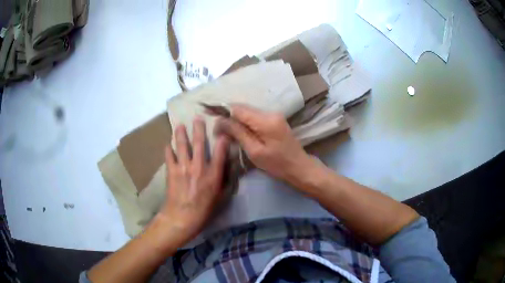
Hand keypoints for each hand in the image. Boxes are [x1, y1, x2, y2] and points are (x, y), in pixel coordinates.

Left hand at [158, 117, 228, 245]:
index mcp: (213, 175)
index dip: (222, 140)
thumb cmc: (203, 211)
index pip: (220, 153)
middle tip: (197, 118)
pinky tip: (167, 144)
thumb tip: (226, 169)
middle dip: (199, 129)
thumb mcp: (220, 198)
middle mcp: (199, 167)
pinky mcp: (171, 171)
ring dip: (181, 134)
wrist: (182, 217)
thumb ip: (224, 182)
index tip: (223, 131)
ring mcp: (183, 167)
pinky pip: (169, 156)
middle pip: (200, 144)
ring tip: (179, 125)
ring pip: (182, 146)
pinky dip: (168, 149)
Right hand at [216, 104, 315, 187]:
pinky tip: (237, 131)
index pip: (238, 109)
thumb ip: (238, 133)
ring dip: (235, 119)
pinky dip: (244, 122)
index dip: (221, 110)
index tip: (207, 114)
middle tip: (216, 129)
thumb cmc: (277, 164)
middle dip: (227, 115)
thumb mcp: (254, 151)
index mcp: (265, 120)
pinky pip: (254, 117)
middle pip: (243, 108)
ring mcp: (273, 115)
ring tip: (224, 131)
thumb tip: (220, 120)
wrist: (299, 167)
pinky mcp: (275, 121)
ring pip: (248, 112)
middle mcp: (270, 112)